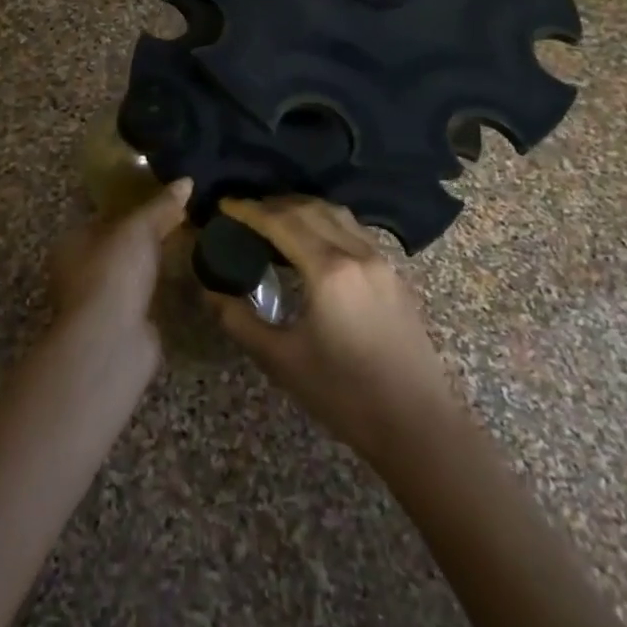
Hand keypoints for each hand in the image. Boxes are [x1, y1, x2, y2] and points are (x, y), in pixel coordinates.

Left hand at [48, 178, 192, 356]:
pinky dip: (156, 291)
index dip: (131, 209)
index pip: (102, 218)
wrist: (111, 340)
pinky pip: (141, 299)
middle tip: (179, 223)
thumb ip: (161, 205)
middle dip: (143, 239)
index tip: (162, 202)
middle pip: (115, 247)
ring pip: (128, 274)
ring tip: (185, 249)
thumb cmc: (114, 272)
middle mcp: (78, 272)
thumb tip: (186, 181)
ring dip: (150, 266)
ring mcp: (98, 302)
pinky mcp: (118, 326)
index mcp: (71, 243)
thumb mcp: (139, 228)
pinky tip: (179, 282)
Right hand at [205, 197, 464, 463]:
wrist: (417, 423)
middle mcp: (358, 253)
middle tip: (245, 211)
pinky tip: (315, 242)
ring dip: (303, 208)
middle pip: (310, 209)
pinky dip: (327, 223)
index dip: (249, 210)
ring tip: (275, 219)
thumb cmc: (344, 394)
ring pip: (338, 215)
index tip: (224, 205)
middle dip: (274, 203)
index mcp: (329, 270)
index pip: (282, 222)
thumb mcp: (281, 360)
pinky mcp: (396, 275)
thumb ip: (240, 320)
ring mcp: (382, 261)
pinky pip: (355, 231)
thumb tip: (209, 291)